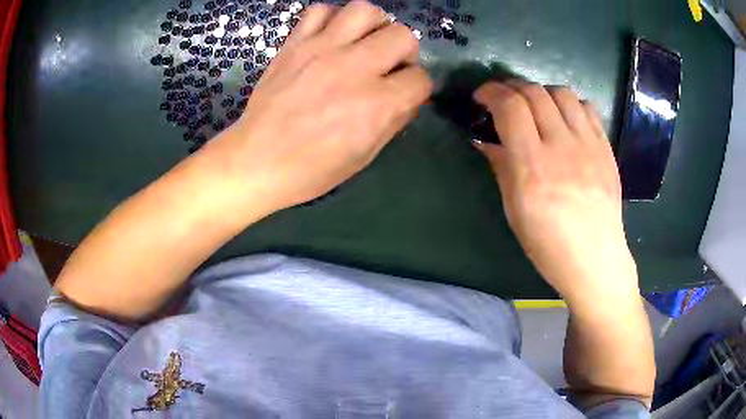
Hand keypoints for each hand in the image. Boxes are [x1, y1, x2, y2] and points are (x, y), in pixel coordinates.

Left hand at [210, 1, 431, 210]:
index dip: (417, 87)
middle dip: (404, 51)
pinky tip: (329, 37)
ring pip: (365, 11)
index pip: (420, 79)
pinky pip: (320, 11)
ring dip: (374, 24)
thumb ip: (394, 121)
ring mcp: (321, 50)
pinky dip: (331, 19)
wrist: (256, 161)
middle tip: (388, 65)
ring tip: (364, 41)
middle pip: (403, 36)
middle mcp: (354, 69)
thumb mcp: (363, 156)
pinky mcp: (294, 44)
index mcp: (376, 105)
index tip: (405, 93)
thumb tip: (408, 98)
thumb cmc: (311, 169)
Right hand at [473, 80, 637, 303]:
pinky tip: (564, 118)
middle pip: (534, 93)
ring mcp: (588, 145)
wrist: (595, 259)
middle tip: (503, 98)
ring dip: (541, 91)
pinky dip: (569, 104)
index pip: (511, 107)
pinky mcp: (605, 148)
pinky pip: (587, 107)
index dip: (491, 92)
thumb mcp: (514, 210)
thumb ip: (501, 167)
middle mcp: (562, 147)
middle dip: (511, 87)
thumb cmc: (549, 244)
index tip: (482, 97)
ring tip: (535, 106)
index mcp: (533, 167)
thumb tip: (484, 139)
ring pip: (561, 93)